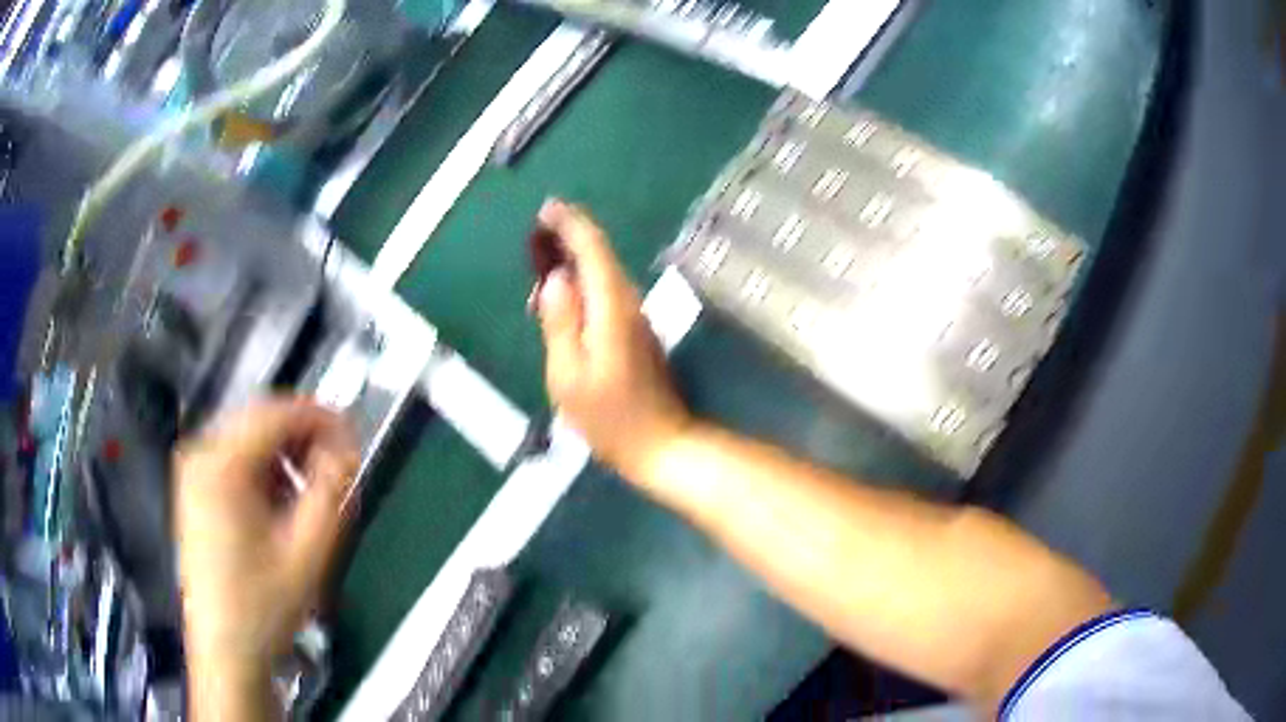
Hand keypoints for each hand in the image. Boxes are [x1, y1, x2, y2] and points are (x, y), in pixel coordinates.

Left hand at [175, 398, 358, 675]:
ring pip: (248, 439)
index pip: (276, 413)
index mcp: (221, 463)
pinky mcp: (195, 491)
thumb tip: (347, 449)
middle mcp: (200, 456)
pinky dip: (266, 470)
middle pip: (260, 419)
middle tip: (338, 463)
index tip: (353, 435)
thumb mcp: (308, 552)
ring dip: (286, 454)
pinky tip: (283, 501)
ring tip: (314, 487)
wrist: (226, 650)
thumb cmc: (262, 606)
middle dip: (304, 436)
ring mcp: (193, 472)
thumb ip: (333, 491)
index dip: (321, 417)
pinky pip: (236, 460)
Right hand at [534, 199, 693, 481]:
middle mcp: (628, 304)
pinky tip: (563, 296)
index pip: (593, 249)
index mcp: (611, 308)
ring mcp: (635, 319)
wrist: (660, 444)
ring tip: (542, 258)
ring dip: (575, 260)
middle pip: (600, 256)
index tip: (546, 209)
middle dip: (569, 237)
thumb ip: (560, 323)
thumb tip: (554, 280)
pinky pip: (605, 295)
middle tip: (536, 233)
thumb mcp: (569, 374)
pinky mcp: (635, 334)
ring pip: (603, 275)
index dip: (570, 224)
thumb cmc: (609, 417)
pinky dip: (582, 284)